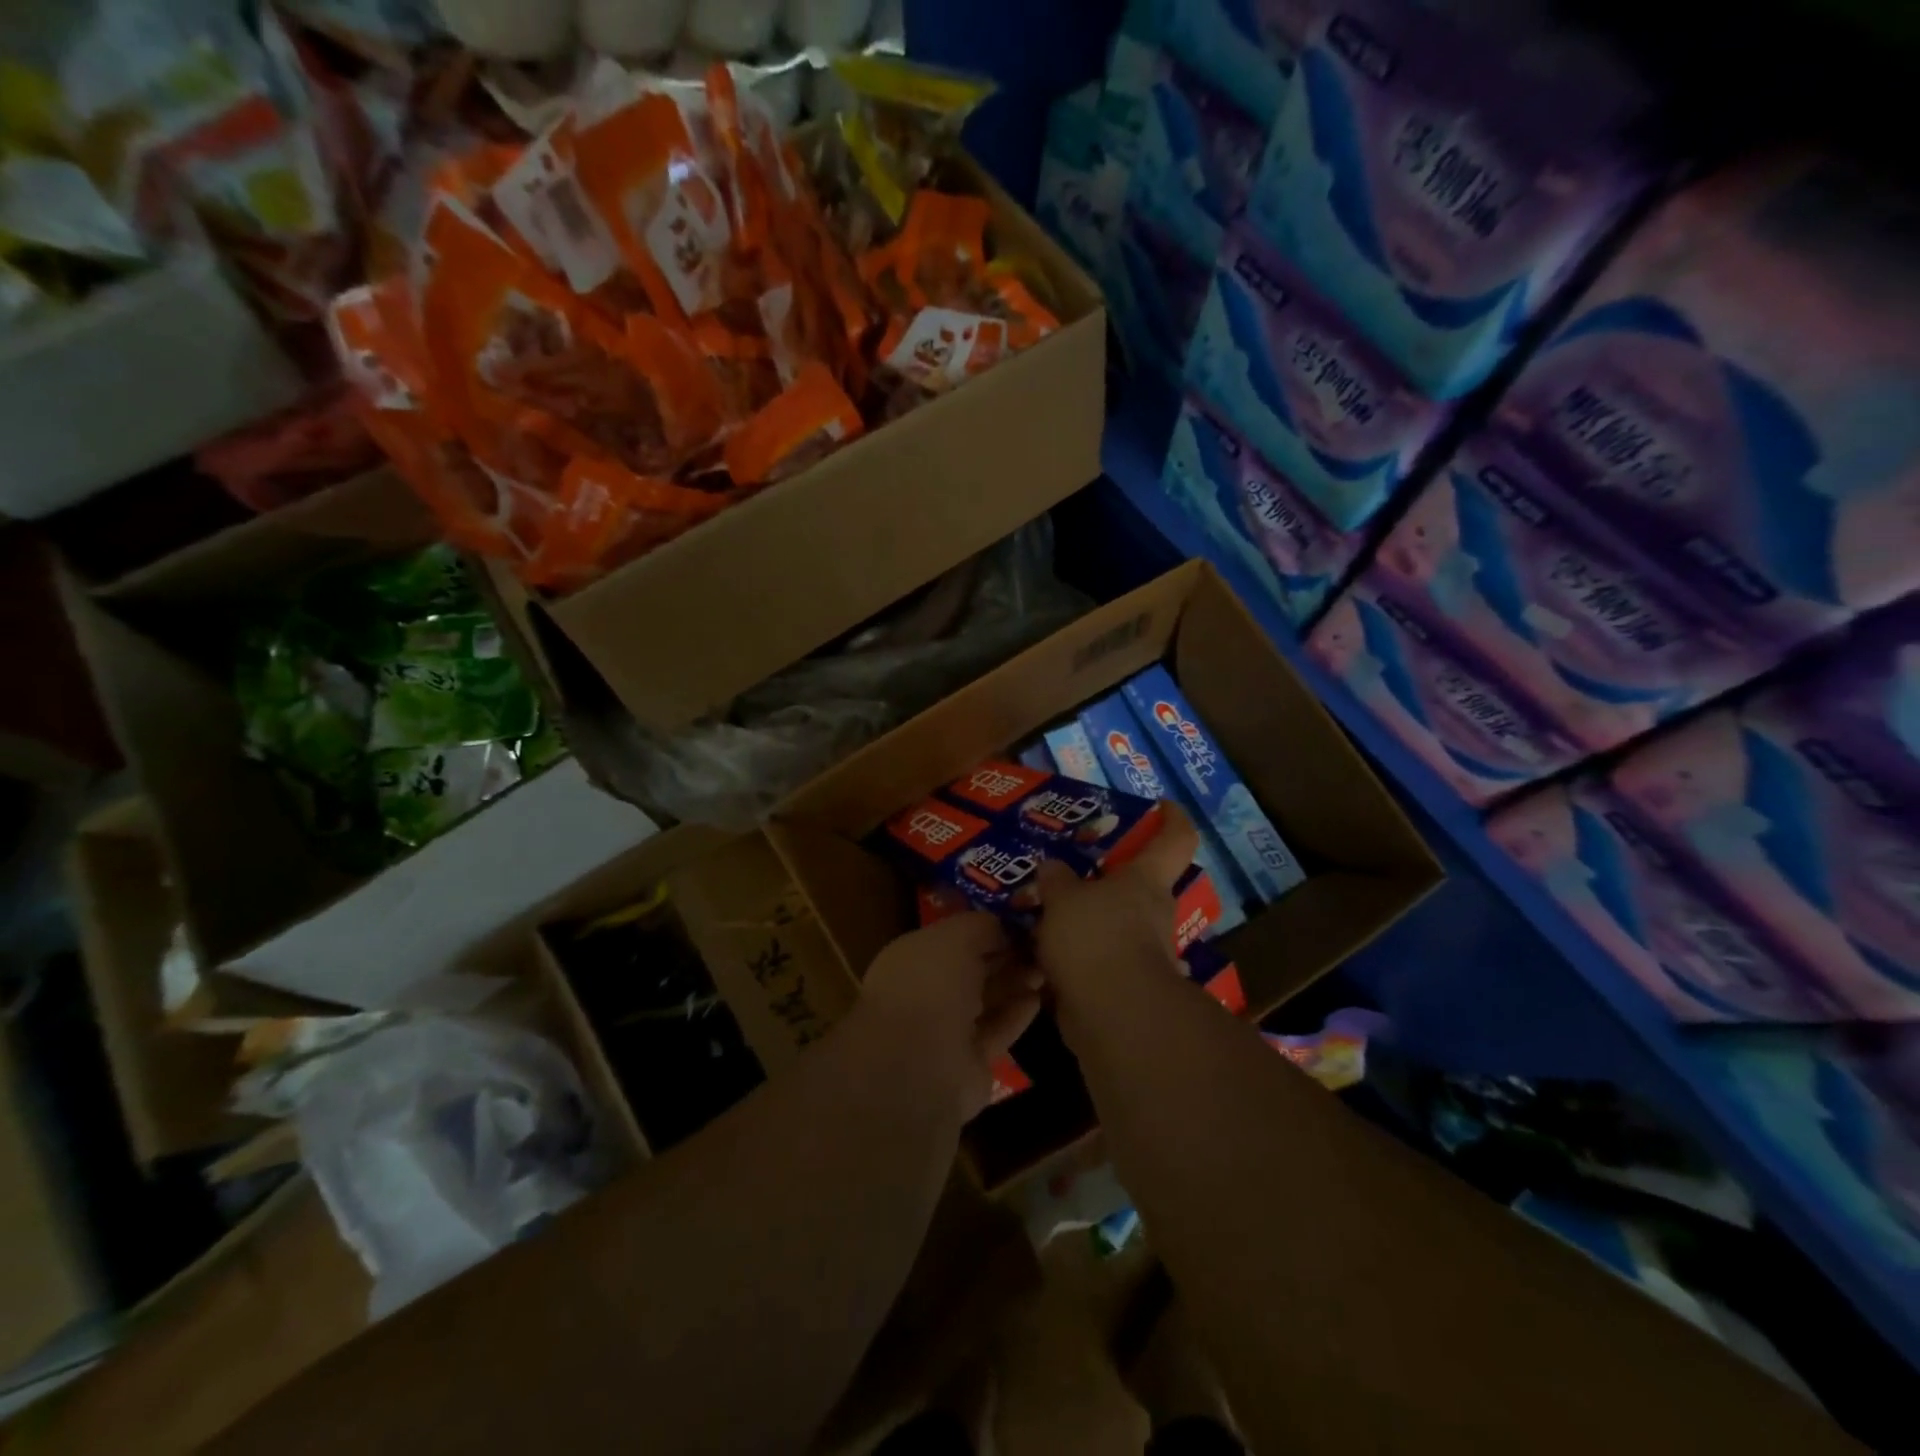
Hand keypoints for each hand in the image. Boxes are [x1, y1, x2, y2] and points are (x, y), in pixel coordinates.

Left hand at [861, 911, 1043, 1118]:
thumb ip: (980, 925)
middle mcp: (926, 991)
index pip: (953, 937)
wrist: (920, 1064)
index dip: (986, 928)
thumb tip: (1002, 925)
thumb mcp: (956, 936)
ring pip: (986, 1000)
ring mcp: (946, 1030)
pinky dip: (1016, 1015)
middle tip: (1040, 945)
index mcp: (913, 957)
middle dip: (1005, 955)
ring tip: (1046, 969)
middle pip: (972, 969)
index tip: (1020, 920)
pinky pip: (996, 1031)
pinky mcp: (969, 1062)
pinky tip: (1039, 999)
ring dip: (1015, 983)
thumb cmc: (931, 985)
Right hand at [1033, 804, 1199, 1017]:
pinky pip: (1095, 959)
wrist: (1113, 1014)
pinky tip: (1039, 952)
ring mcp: (1142, 952)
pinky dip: (1073, 955)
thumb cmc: (1095, 937)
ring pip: (1112, 924)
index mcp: (1146, 881)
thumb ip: (1056, 880)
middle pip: (1137, 884)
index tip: (1162, 804)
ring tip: (1041, 910)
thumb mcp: (1063, 897)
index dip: (1172, 818)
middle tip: (1066, 868)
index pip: (1175, 839)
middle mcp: (1152, 913)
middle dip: (1105, 876)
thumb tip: (1052, 867)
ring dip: (1084, 919)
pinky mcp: (1123, 985)